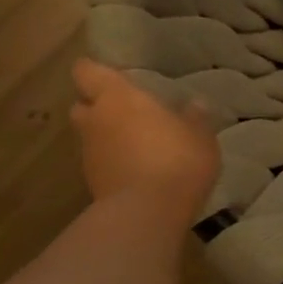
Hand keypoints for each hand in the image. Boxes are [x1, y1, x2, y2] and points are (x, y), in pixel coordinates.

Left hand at [70, 59, 220, 218]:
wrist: (147, 213)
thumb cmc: (176, 158)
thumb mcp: (200, 135)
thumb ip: (194, 118)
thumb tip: (195, 104)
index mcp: (118, 98)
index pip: (87, 71)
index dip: (95, 70)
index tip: (114, 74)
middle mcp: (95, 121)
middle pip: (82, 104)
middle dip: (98, 105)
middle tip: (127, 109)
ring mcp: (89, 154)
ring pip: (90, 135)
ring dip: (107, 135)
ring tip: (138, 141)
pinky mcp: (92, 182)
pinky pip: (101, 161)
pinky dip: (114, 160)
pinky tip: (140, 167)